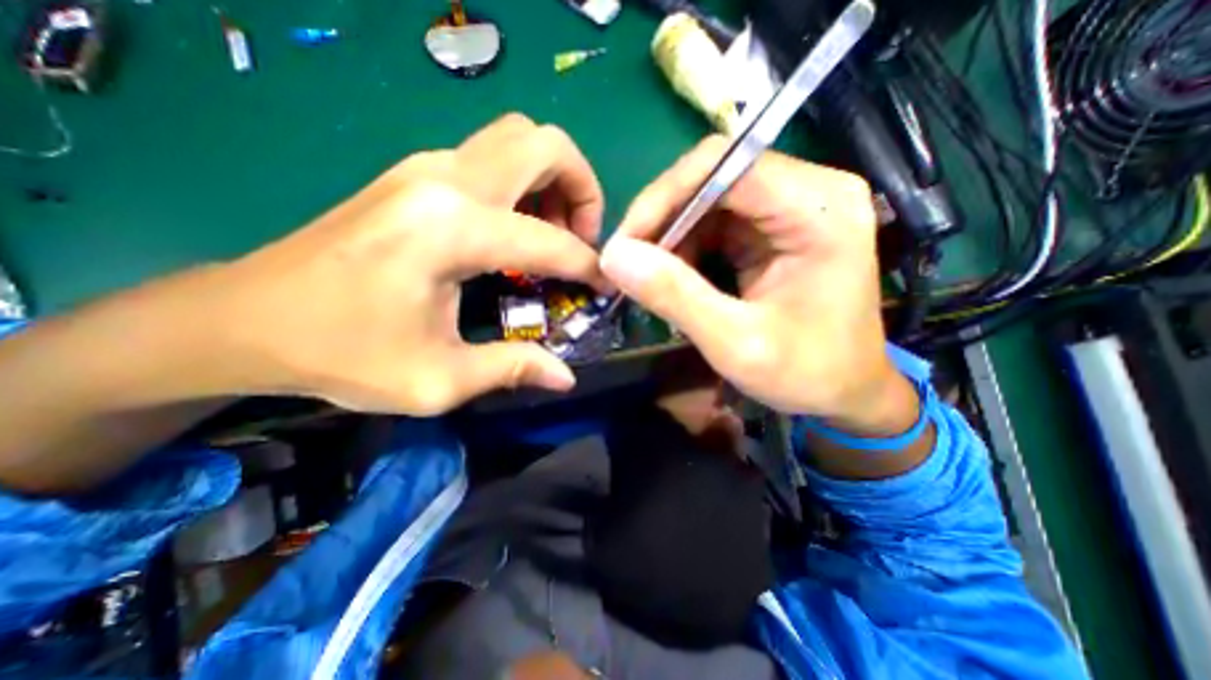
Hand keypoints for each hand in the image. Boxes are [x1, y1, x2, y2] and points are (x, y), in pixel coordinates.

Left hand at [213, 114, 609, 412]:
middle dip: (582, 188)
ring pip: (519, 140)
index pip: (550, 241)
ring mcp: (426, 168)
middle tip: (581, 238)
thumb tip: (566, 376)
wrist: (243, 319)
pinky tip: (517, 229)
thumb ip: (511, 369)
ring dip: (553, 181)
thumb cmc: (340, 354)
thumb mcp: (437, 380)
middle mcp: (445, 181)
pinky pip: (493, 156)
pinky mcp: (416, 174)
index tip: (605, 286)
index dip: (589, 266)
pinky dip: (525, 184)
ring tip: (554, 233)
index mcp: (452, 231)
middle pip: (544, 144)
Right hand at [604, 134, 907, 427]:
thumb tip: (614, 256)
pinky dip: (685, 246)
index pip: (725, 166)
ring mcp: (792, 206)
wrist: (847, 391)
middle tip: (628, 264)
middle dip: (662, 219)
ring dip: (670, 235)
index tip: (624, 245)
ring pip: (707, 197)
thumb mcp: (736, 343)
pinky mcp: (775, 226)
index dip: (664, 197)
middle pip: (713, 176)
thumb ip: (676, 296)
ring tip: (649, 277)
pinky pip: (715, 220)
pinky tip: (674, 277)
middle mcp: (810, 192)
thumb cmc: (806, 374)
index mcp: (819, 210)